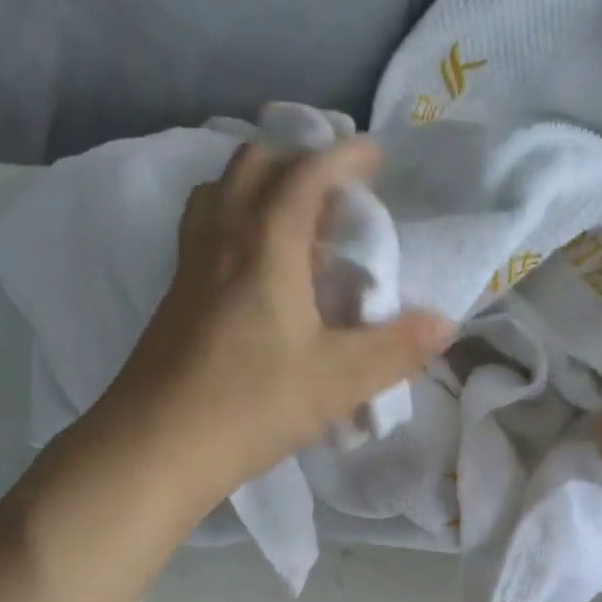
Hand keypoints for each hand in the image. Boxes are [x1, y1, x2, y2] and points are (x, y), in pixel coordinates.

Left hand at [92, 137, 452, 508]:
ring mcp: (189, 268)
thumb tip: (444, 324)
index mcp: (267, 244)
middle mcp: (222, 239)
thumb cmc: (252, 404)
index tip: (374, 155)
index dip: (344, 156)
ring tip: (291, 221)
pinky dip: (233, 223)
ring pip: (218, 194)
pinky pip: (203, 231)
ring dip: (257, 187)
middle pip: (253, 166)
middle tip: (332, 192)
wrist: (157, 446)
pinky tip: (251, 270)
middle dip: (297, 160)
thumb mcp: (339, 381)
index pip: (306, 173)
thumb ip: (396, 349)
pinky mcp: (173, 299)